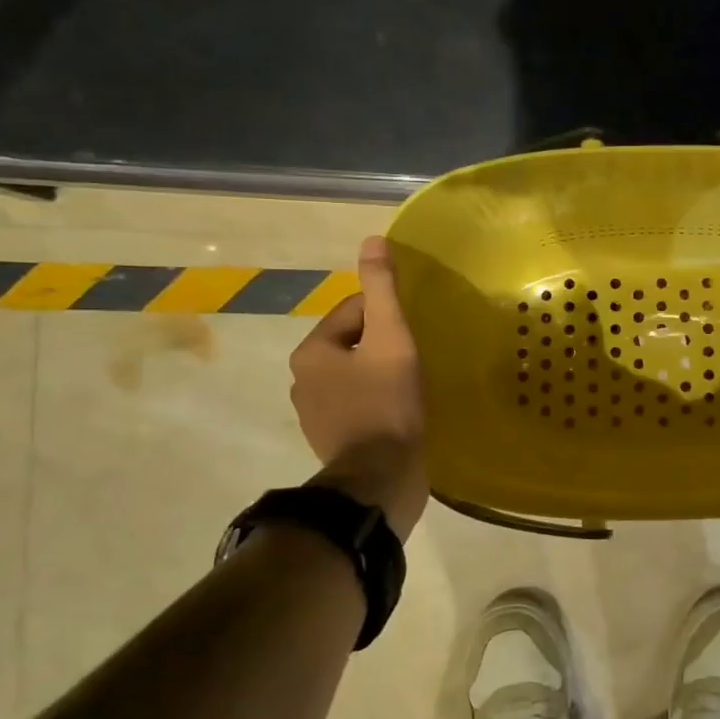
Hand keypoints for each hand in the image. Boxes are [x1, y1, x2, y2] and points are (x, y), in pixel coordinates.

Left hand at [289, 236, 427, 539]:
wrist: (379, 478)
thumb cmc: (386, 403)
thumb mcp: (390, 339)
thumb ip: (381, 290)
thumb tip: (373, 240)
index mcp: (311, 351)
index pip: (352, 311)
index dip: (388, 317)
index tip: (414, 334)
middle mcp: (302, 379)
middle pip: (353, 344)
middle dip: (383, 346)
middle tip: (417, 359)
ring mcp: (315, 414)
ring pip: (355, 376)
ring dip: (380, 375)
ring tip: (412, 385)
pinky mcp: (332, 439)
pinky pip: (357, 405)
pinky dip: (377, 402)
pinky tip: (400, 412)